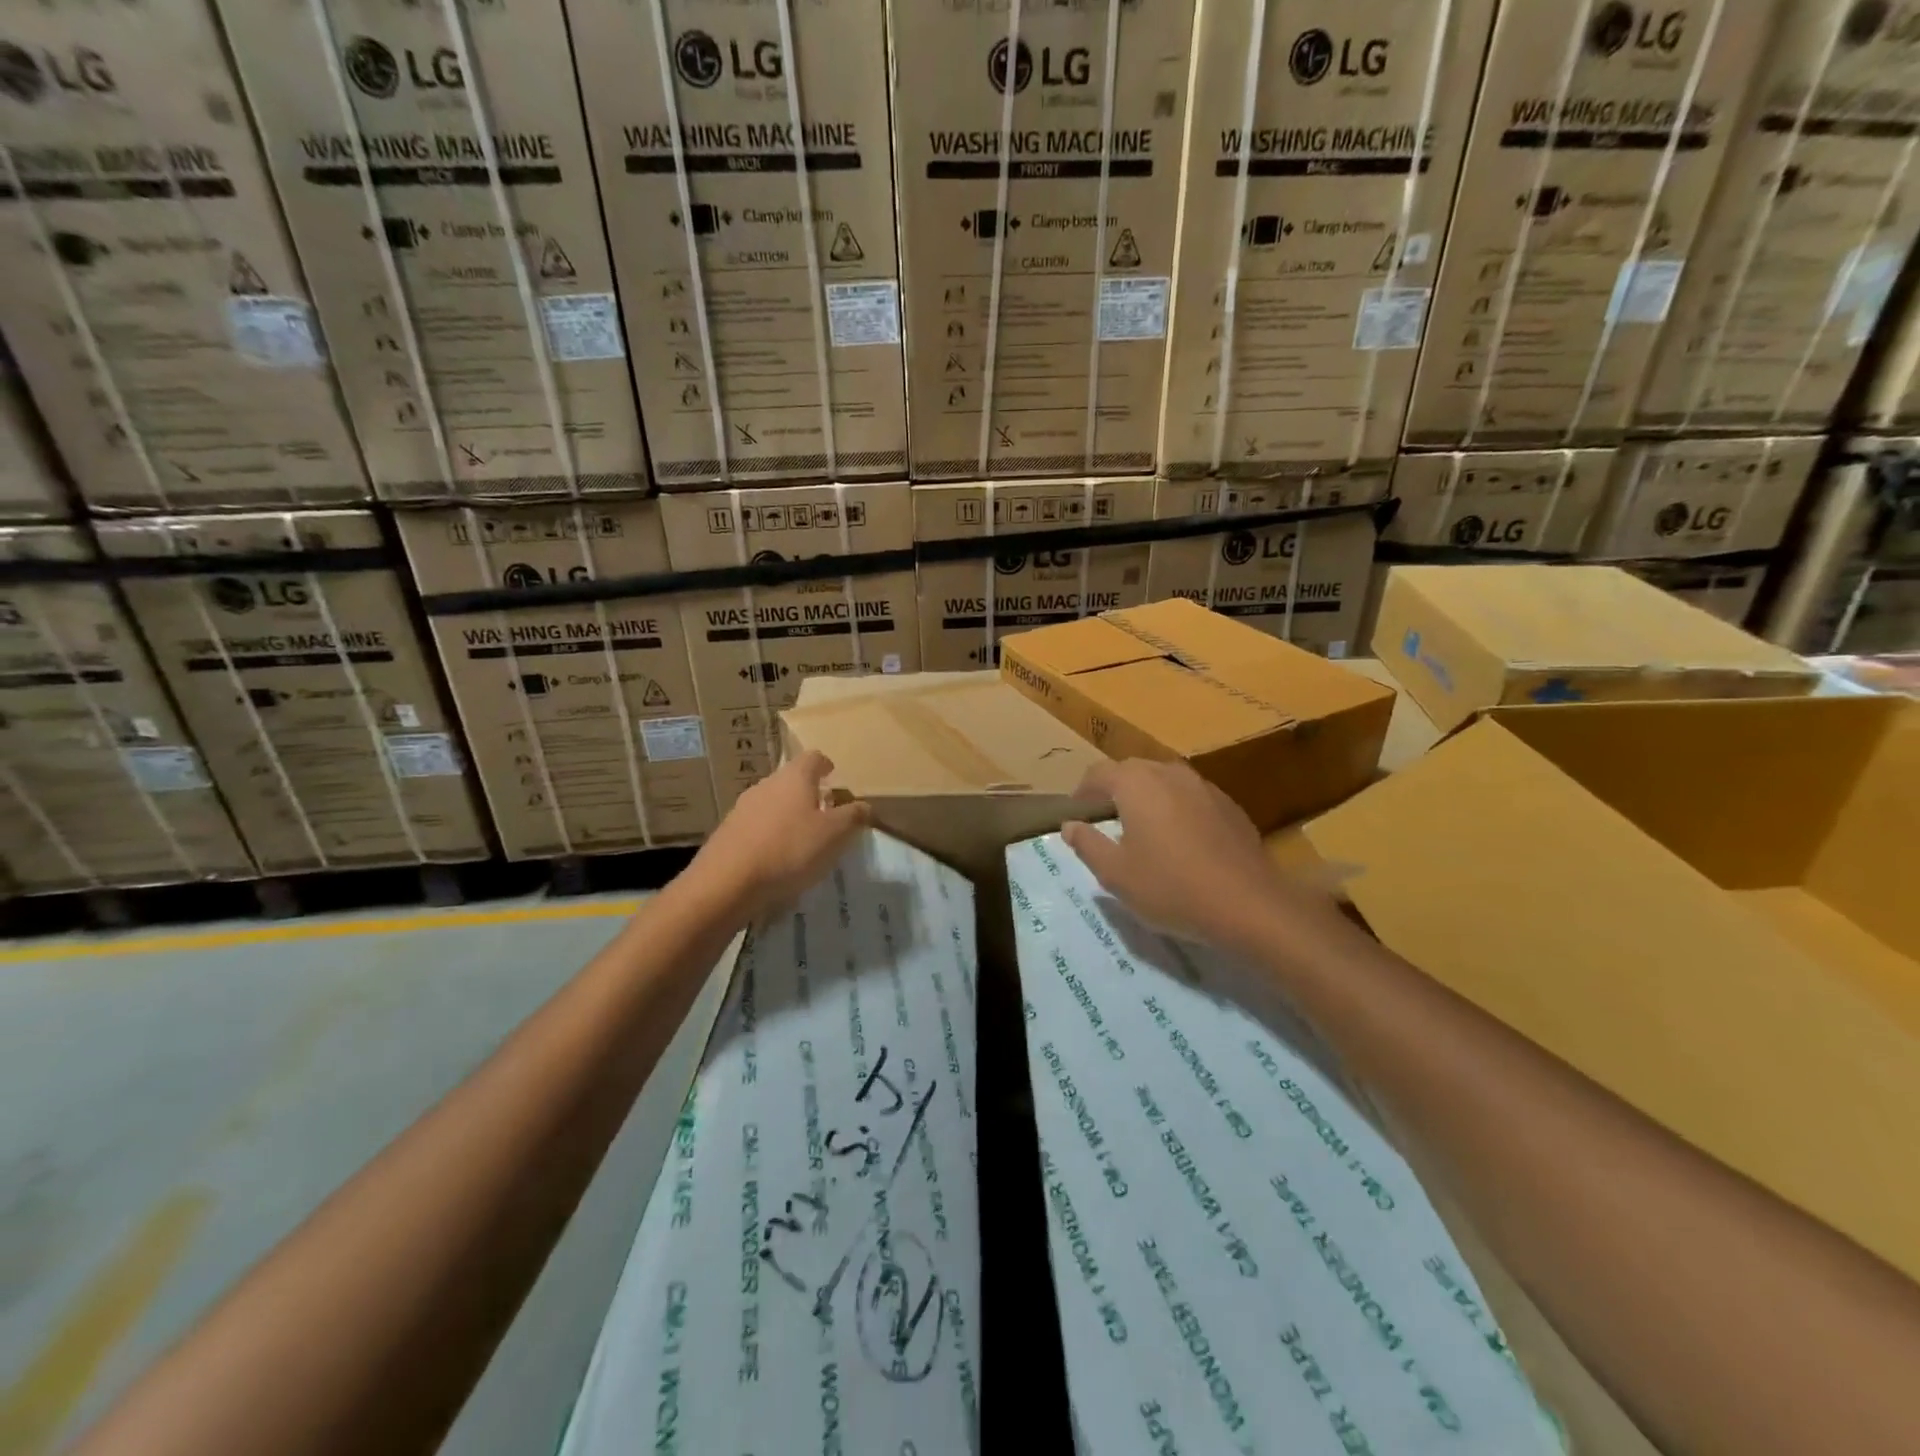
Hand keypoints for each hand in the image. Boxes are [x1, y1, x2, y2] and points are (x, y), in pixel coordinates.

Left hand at [687, 751, 870, 922]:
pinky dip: (771, 834)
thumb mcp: (834, 835)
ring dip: (789, 814)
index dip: (825, 765)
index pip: (813, 758)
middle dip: (809, 793)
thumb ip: (853, 816)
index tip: (833, 775)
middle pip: (791, 779)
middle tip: (825, 812)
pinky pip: (757, 825)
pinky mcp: (728, 831)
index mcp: (794, 778)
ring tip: (802, 838)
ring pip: (773, 802)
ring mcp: (743, 807)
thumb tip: (865, 805)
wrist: (727, 882)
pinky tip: (777, 857)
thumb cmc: (789, 850)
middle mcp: (767, 784)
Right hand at [1061, 759, 1323, 951]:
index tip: (1076, 818)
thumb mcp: (1115, 874)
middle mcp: (1169, 772)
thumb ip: (1087, 844)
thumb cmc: (1171, 888)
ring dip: (1147, 800)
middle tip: (1105, 825)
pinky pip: (1190, 798)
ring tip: (1142, 833)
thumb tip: (1070, 825)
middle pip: (1131, 772)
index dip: (1081, 793)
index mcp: (1136, 783)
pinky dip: (1176, 810)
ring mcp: (1203, 786)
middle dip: (1113, 793)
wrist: (1249, 905)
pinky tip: (1181, 844)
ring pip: (1163, 782)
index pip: (1097, 773)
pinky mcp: (1229, 804)